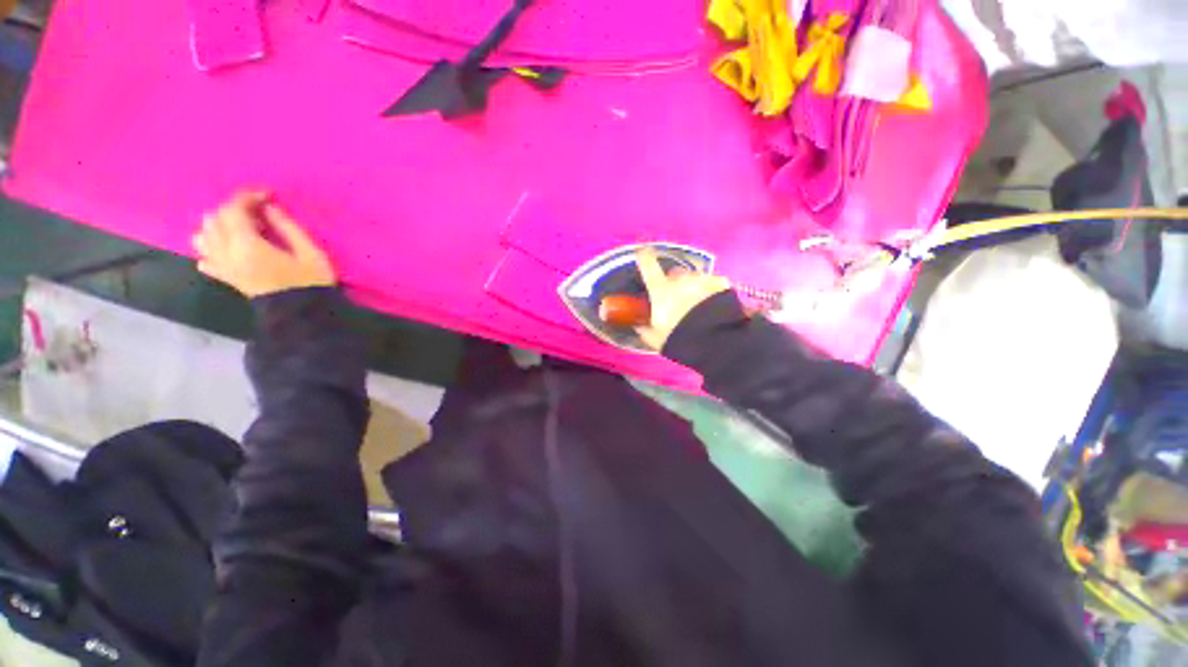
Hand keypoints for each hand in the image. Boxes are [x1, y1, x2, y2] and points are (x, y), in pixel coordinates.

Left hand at [192, 191, 336, 297]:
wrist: (303, 315)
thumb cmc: (311, 283)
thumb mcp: (311, 253)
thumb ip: (288, 228)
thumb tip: (269, 207)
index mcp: (248, 246)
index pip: (234, 211)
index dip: (248, 197)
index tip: (267, 195)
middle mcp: (227, 254)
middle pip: (215, 220)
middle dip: (233, 209)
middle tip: (257, 211)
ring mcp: (224, 268)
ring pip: (203, 237)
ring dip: (217, 226)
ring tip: (240, 227)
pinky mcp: (227, 279)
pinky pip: (205, 260)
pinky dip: (210, 249)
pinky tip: (225, 249)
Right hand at [635, 247, 730, 349]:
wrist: (714, 342)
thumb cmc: (678, 338)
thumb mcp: (654, 338)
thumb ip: (643, 328)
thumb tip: (637, 324)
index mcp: (661, 289)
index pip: (647, 263)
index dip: (643, 256)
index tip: (642, 253)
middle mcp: (680, 279)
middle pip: (673, 273)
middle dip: (673, 283)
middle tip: (675, 300)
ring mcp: (702, 279)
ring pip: (694, 277)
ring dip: (693, 287)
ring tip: (697, 306)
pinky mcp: (720, 284)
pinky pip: (712, 282)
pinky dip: (711, 290)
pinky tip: (713, 303)